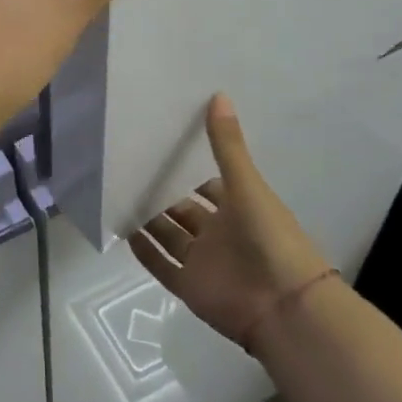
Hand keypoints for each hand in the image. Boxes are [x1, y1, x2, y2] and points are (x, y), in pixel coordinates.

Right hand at [131, 95, 332, 350]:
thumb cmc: (271, 239)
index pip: (207, 186)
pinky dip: (143, 251)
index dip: (186, 170)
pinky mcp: (188, 286)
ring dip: (147, 219)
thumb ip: (228, 145)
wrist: (285, 308)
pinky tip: (121, 230)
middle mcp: (218, 234)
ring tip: (116, 193)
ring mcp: (202, 261)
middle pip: (183, 210)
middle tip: (127, 166)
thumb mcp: (247, 185)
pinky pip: (160, 265)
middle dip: (161, 192)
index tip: (158, 147)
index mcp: (238, 209)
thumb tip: (218, 93)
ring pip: (168, 236)